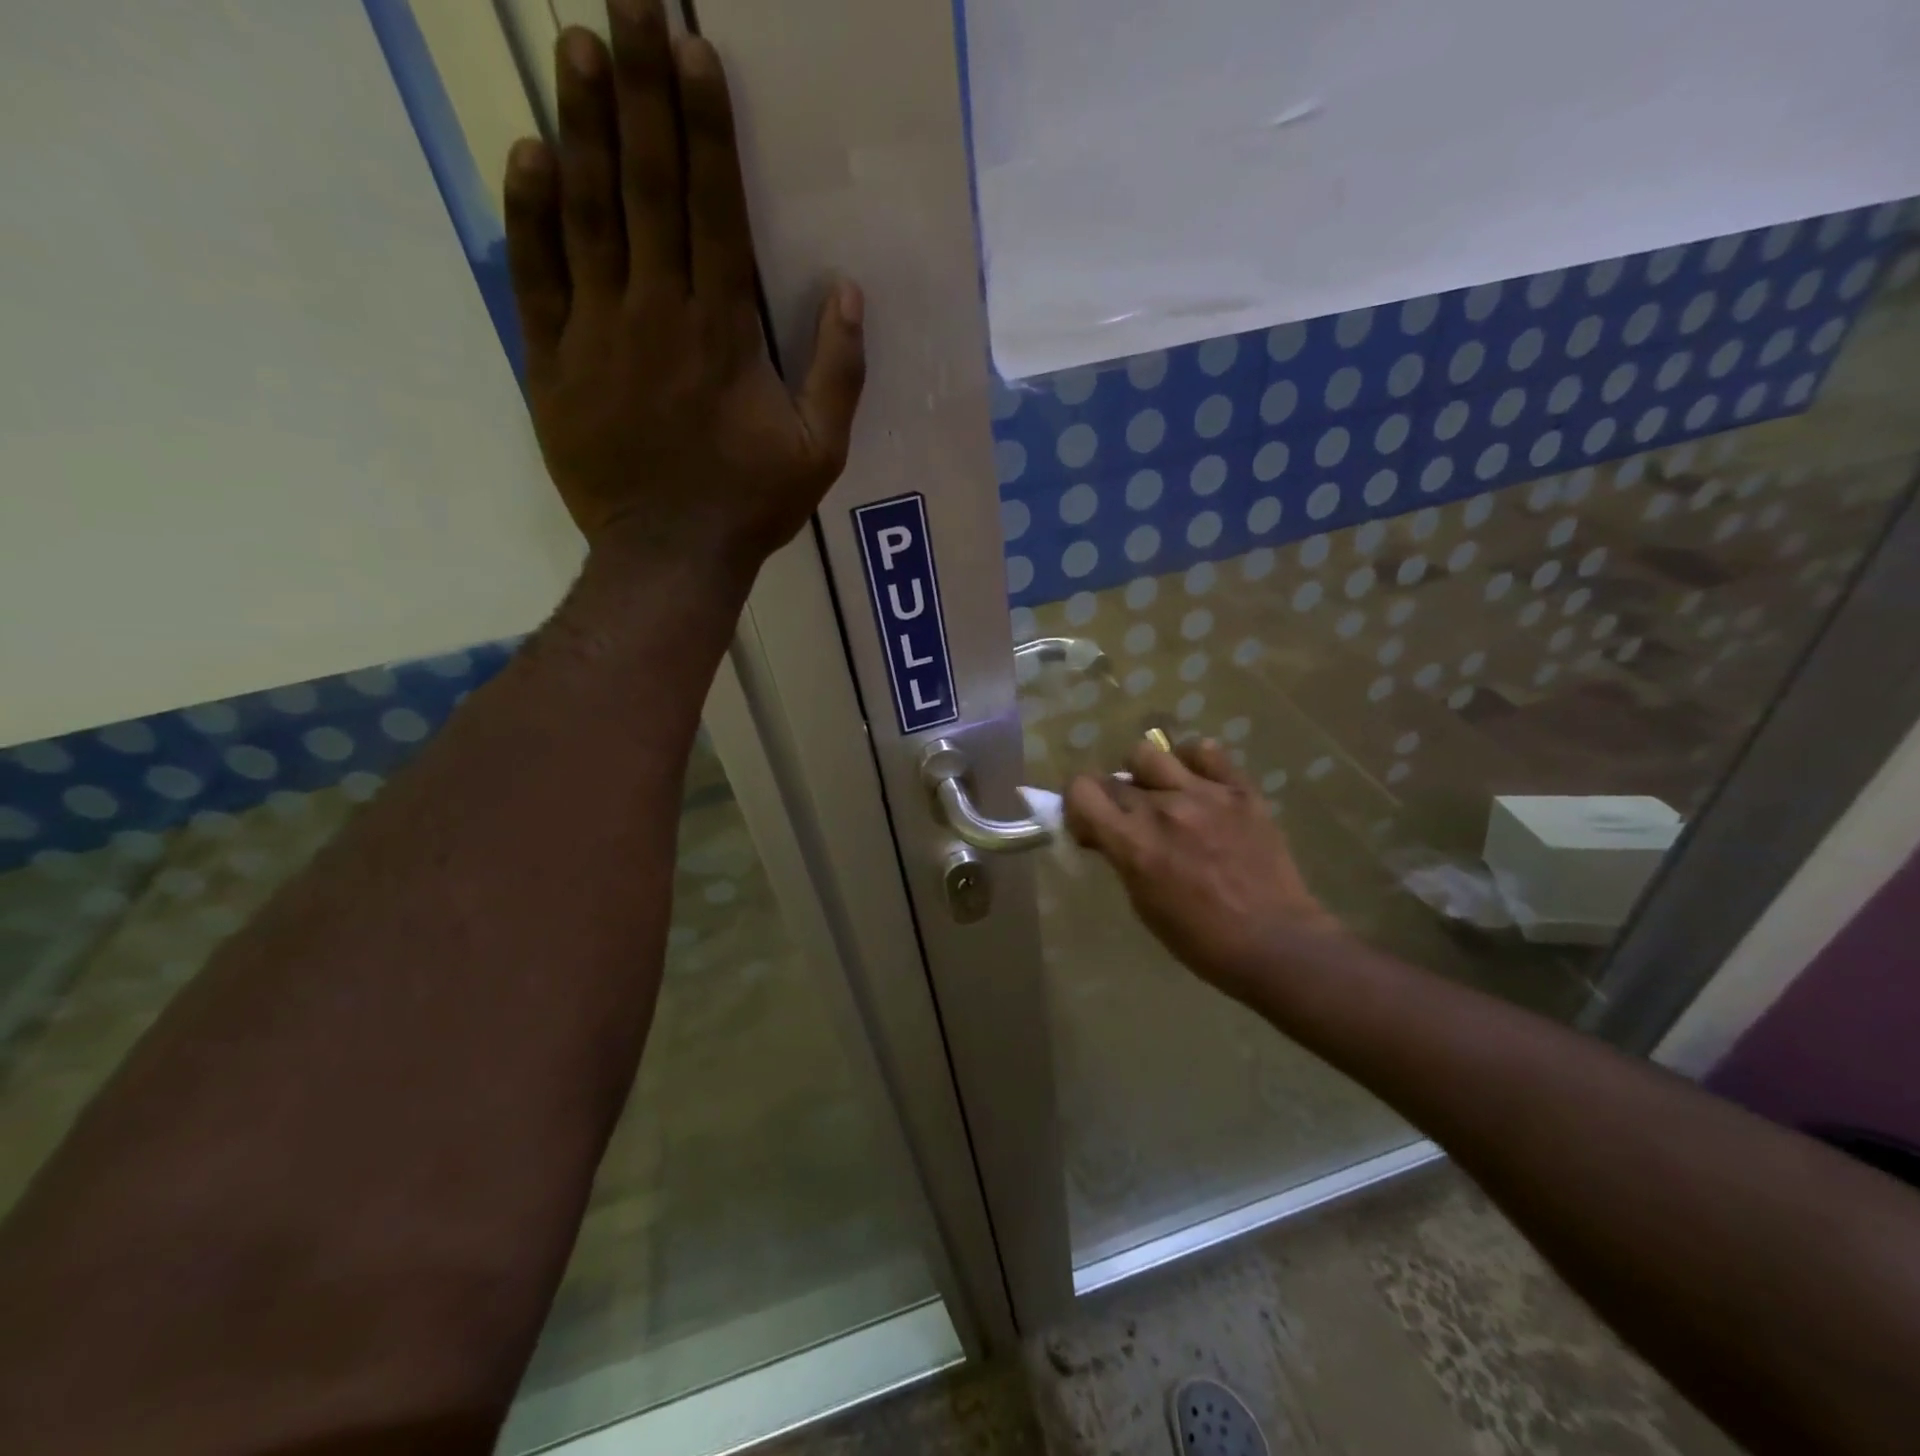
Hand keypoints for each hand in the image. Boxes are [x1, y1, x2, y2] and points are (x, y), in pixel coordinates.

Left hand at [502, 0, 865, 577]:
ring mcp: (599, 333)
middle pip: (647, 185)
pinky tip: (529, 153)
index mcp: (724, 332)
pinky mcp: (554, 362)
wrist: (669, 556)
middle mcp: (659, 313)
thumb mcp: (819, 452)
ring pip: (588, 212)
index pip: (714, 208)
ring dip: (581, 124)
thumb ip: (839, 374)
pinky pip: (536, 275)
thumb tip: (851, 294)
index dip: (705, 126)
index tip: (692, 48)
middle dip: (638, 87)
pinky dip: (530, 212)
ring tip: (574, 43)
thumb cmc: (750, 505)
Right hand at [1065, 739, 1344, 1000]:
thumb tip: (1106, 831)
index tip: (1090, 824)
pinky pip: (1205, 752)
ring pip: (1150, 754)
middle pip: (1114, 779)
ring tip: (1161, 795)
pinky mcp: (1240, 790)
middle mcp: (1163, 809)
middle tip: (1129, 822)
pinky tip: (1197, 785)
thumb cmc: (1200, 939)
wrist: (1276, 943)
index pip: (1081, 790)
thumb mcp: (1143, 903)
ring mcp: (1204, 794)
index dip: (1077, 804)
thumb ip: (1121, 856)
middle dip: (1112, 800)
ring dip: (1145, 775)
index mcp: (1134, 843)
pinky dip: (1192, 762)